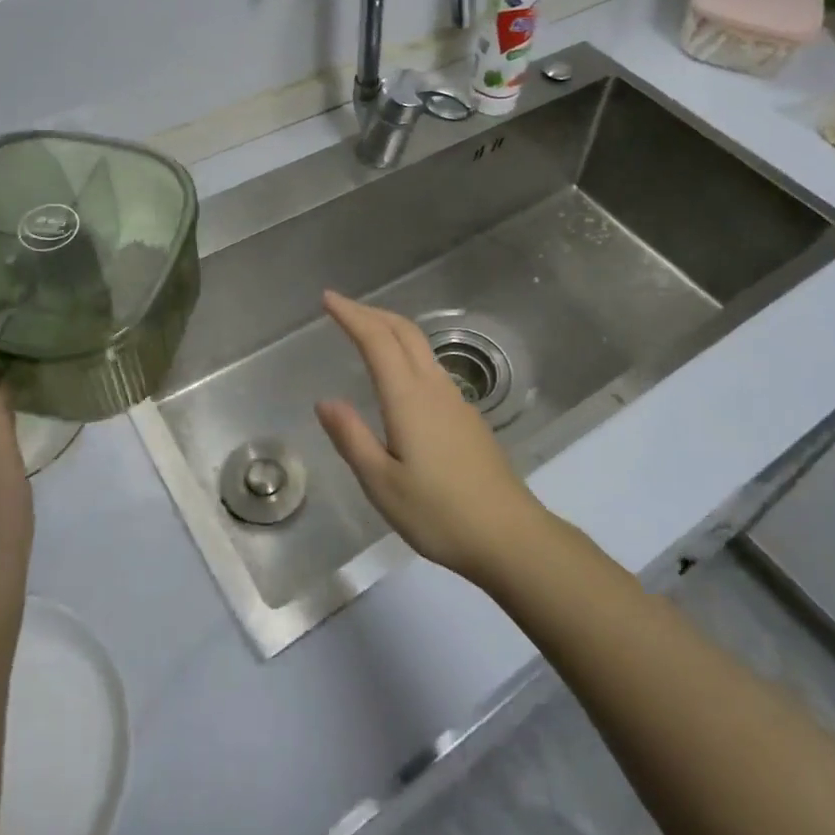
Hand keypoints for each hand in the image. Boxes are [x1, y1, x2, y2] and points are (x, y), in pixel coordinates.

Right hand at [314, 291, 553, 585]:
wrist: (510, 535)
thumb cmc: (439, 513)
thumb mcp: (382, 484)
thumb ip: (352, 438)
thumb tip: (325, 401)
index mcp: (408, 398)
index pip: (377, 340)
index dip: (351, 315)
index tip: (328, 298)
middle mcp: (434, 387)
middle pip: (403, 332)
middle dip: (371, 312)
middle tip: (342, 307)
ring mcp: (455, 400)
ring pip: (420, 346)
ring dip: (390, 329)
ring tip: (365, 332)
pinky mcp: (467, 417)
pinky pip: (431, 366)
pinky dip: (406, 352)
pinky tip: (398, 375)